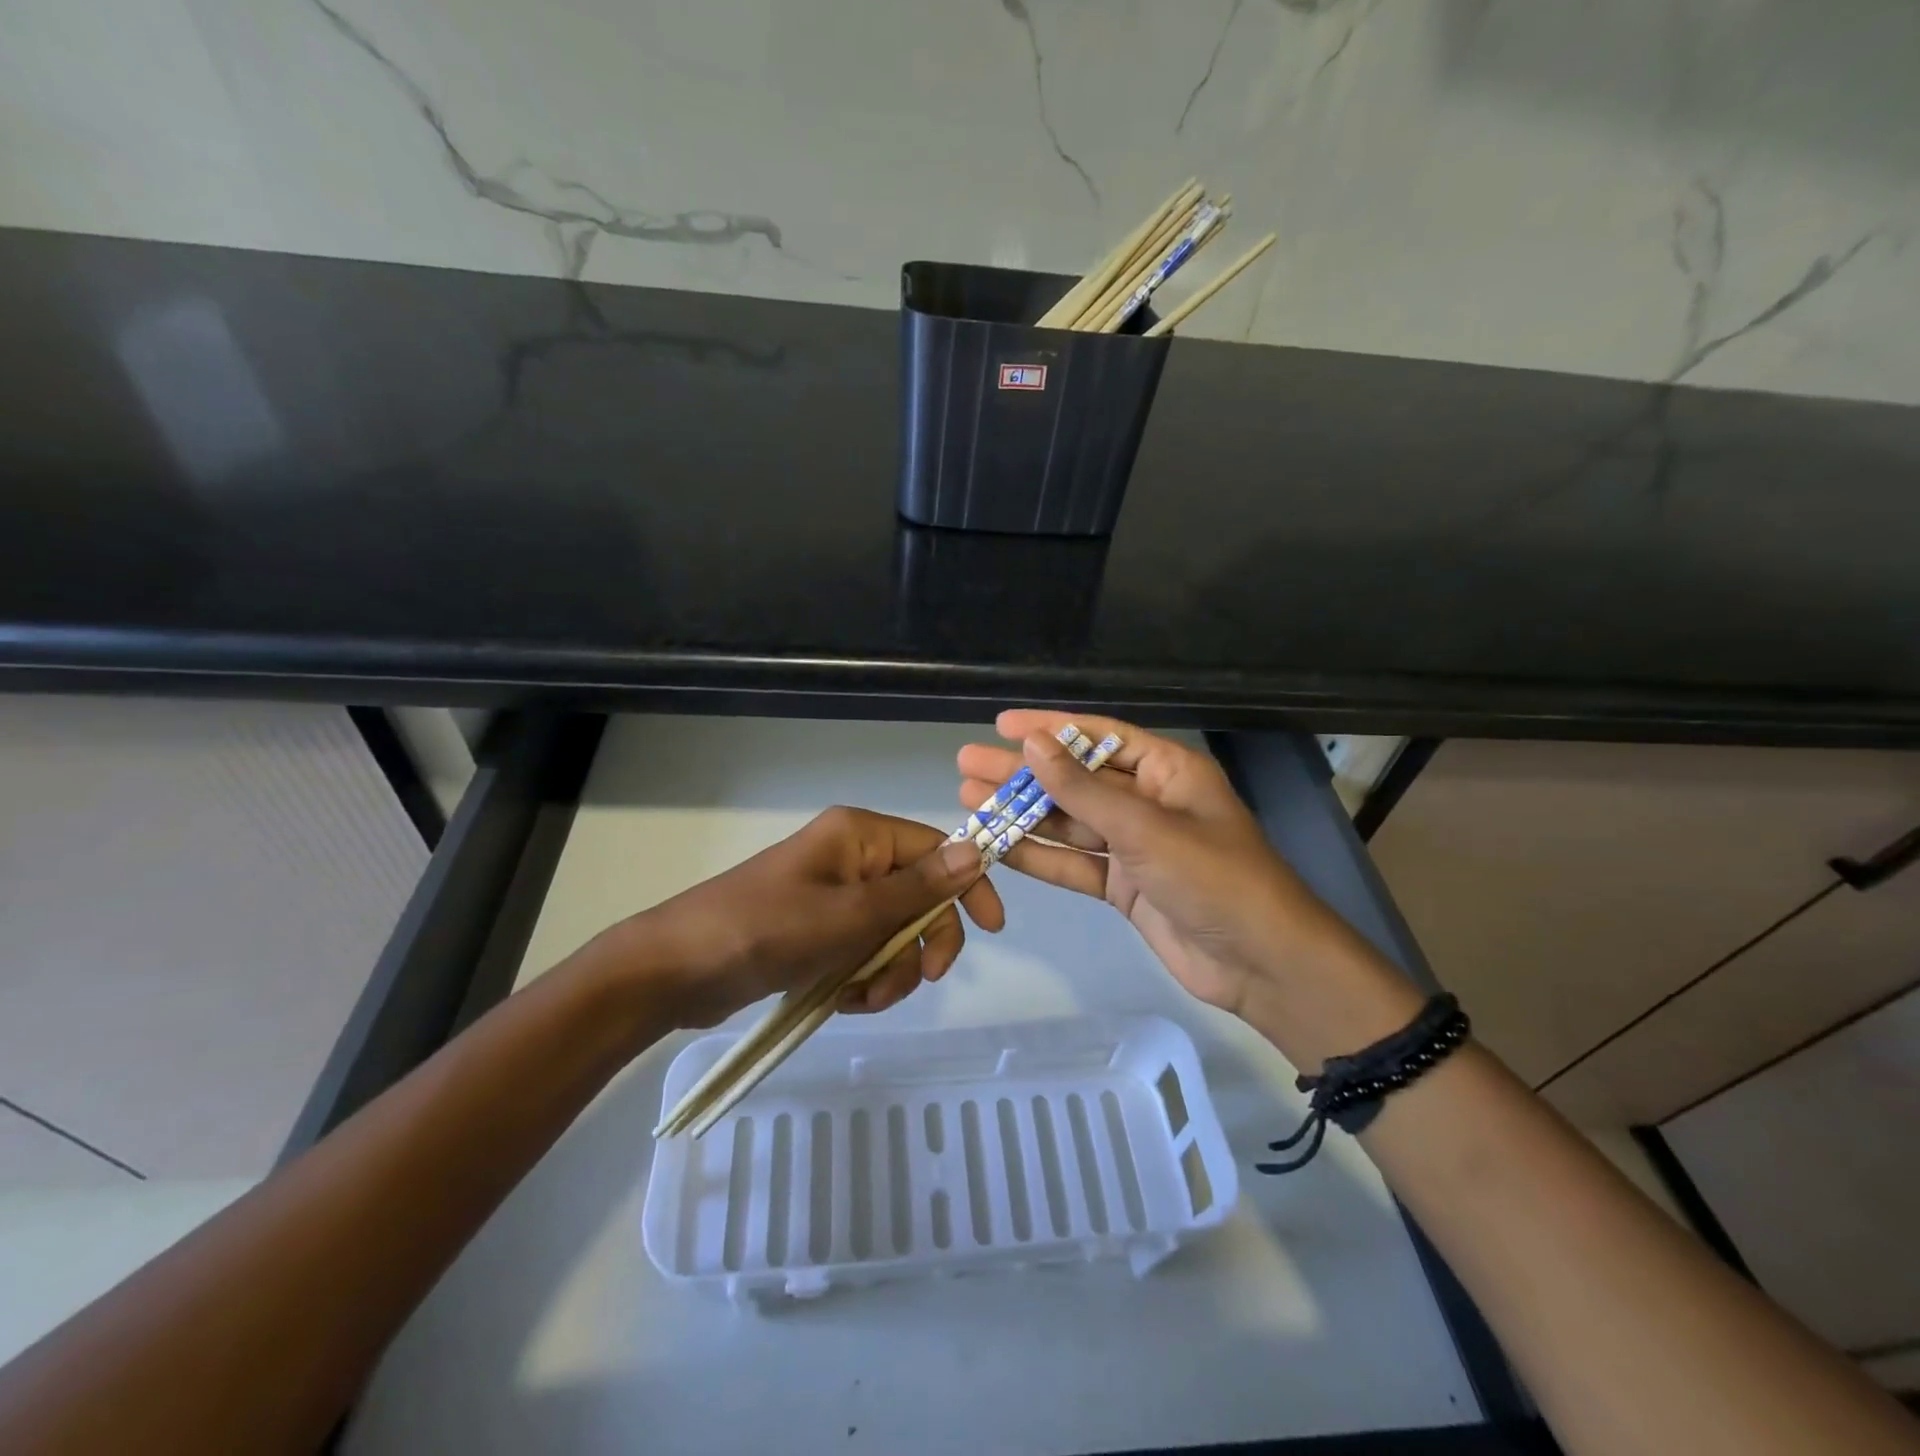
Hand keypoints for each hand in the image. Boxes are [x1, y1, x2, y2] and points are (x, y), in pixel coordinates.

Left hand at [588, 806, 1003, 1028]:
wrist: (677, 970)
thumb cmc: (766, 929)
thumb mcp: (850, 914)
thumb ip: (916, 889)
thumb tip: (977, 853)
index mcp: (861, 835)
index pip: (937, 848)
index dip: (968, 885)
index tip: (992, 929)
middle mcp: (853, 859)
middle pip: (920, 896)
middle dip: (922, 943)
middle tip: (920, 980)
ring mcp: (835, 897)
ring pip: (895, 933)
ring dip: (892, 971)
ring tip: (863, 997)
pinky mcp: (820, 931)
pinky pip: (865, 952)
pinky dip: (864, 979)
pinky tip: (843, 999)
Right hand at [957, 710, 1373, 1019]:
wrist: (1262, 965)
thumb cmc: (1214, 879)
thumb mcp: (1145, 828)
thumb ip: (1084, 790)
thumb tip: (1033, 744)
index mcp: (1168, 772)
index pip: (1100, 736)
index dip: (1050, 727)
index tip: (1002, 724)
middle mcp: (1150, 802)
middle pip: (1076, 780)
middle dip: (1023, 773)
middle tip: (968, 764)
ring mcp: (1135, 847)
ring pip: (1069, 823)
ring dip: (1023, 814)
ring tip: (970, 801)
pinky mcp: (1125, 887)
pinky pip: (1074, 864)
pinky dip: (1039, 857)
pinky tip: (999, 846)